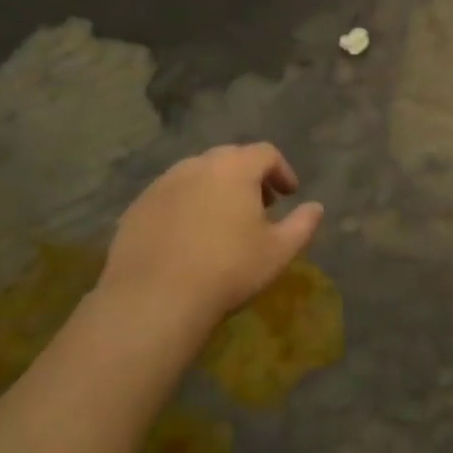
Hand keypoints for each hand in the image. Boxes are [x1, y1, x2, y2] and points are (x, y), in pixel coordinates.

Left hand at [93, 143, 323, 349]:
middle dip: (249, 176)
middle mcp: (196, 166)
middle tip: (260, 205)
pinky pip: (170, 196)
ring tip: (223, 221)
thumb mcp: (279, 251)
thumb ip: (303, 224)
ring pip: (196, 175)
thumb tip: (316, 207)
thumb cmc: (228, 270)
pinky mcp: (137, 208)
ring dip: (216, 189)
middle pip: (230, 158)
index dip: (282, 170)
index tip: (289, 194)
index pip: (266, 153)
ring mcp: (162, 185)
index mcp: (234, 168)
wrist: (154, 300)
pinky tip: (189, 237)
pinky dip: (187, 205)